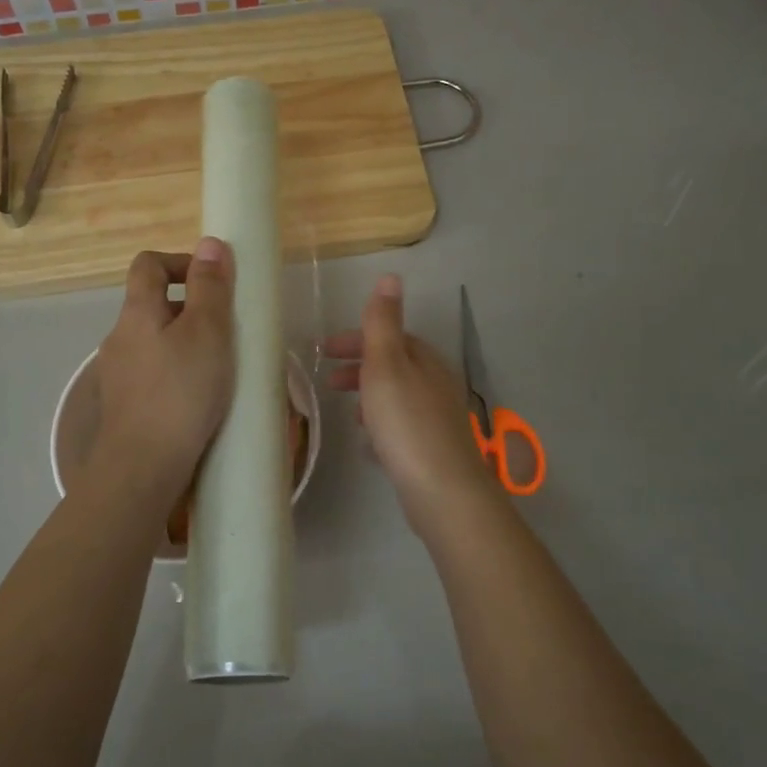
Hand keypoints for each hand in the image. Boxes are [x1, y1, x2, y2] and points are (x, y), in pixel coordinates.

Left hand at [91, 239, 234, 494]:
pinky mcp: (124, 406)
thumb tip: (210, 244)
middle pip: (152, 305)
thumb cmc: (181, 392)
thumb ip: (211, 287)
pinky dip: (175, 375)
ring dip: (184, 345)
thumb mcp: (208, 332)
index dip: (180, 261)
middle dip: (189, 309)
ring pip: (153, 343)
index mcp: (137, 312)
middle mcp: (120, 338)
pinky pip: (152, 375)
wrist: (143, 466)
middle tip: (226, 331)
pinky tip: (198, 399)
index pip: (148, 264)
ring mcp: (118, 374)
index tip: (212, 281)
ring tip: (218, 368)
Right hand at [324, 274, 500, 532]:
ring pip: (399, 397)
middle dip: (361, 367)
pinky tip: (369, 444)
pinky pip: (403, 427)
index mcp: (425, 361)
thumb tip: (391, 276)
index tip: (325, 350)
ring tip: (348, 412)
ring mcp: (437, 419)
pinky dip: (382, 425)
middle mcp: (436, 385)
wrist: (442, 490)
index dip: (357, 339)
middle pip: (395, 367)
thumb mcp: (387, 365)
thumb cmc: (406, 422)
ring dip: (371, 397)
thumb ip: (383, 323)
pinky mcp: (433, 450)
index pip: (391, 338)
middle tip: (328, 381)